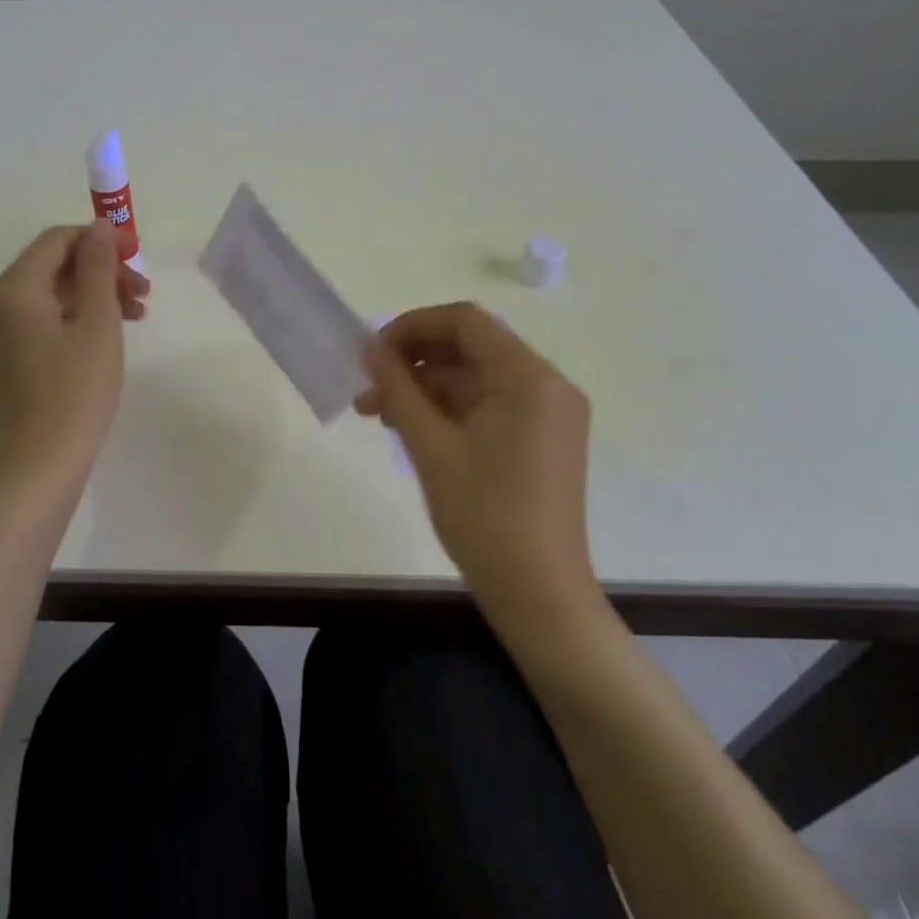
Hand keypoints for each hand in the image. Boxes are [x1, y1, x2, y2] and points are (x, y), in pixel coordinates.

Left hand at [0, 220, 148, 478]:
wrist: (44, 462)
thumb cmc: (77, 388)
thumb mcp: (98, 321)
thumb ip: (98, 266)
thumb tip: (99, 227)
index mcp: (13, 288)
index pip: (58, 240)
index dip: (100, 239)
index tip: (138, 252)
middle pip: (55, 266)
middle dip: (102, 271)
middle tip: (143, 291)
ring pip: (52, 293)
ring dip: (95, 294)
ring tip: (137, 312)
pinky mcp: (6, 355)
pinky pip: (43, 318)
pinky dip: (77, 316)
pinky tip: (110, 331)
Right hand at [356, 302, 600, 626]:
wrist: (540, 596)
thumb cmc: (484, 517)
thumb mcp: (430, 447)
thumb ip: (398, 389)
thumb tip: (371, 350)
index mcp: (528, 377)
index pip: (464, 321)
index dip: (412, 326)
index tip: (374, 353)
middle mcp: (547, 384)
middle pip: (470, 347)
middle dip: (414, 361)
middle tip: (369, 387)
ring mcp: (549, 412)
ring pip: (476, 377)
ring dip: (426, 387)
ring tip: (378, 414)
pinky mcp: (543, 437)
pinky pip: (490, 403)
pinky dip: (450, 408)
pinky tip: (412, 428)